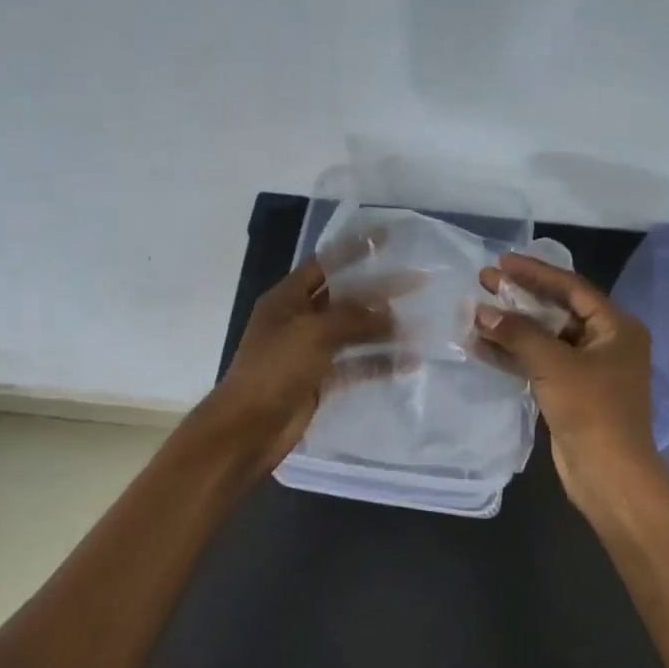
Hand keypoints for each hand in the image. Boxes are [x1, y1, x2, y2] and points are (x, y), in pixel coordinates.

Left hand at [201, 254, 399, 475]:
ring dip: (384, 330)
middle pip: (345, 299)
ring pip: (354, 333)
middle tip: (417, 283)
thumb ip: (353, 318)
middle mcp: (299, 320)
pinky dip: (378, 362)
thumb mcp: (313, 334)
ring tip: (419, 326)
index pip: (325, 264)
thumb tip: (389, 311)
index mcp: (287, 299)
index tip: (386, 238)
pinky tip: (407, 362)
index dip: (354, 250)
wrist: (248, 429)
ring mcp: (310, 352)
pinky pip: (355, 365)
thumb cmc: (275, 370)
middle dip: (379, 292)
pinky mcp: (320, 380)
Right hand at [475, 253, 663, 510]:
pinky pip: (539, 362)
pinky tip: (481, 345)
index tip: (501, 261)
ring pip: (545, 338)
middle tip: (484, 281)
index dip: (535, 272)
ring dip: (512, 327)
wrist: (609, 474)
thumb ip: (517, 333)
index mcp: (617, 327)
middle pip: (557, 310)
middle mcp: (606, 342)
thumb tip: (481, 311)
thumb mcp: (554, 364)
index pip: (571, 288)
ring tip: (475, 311)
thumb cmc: (591, 409)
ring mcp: (588, 369)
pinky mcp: (570, 391)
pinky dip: (513, 354)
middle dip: (520, 297)